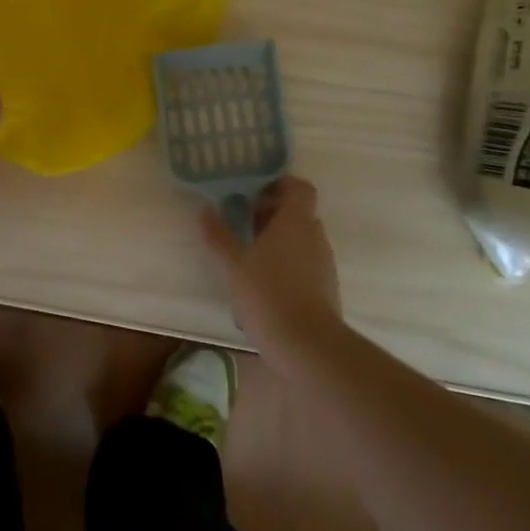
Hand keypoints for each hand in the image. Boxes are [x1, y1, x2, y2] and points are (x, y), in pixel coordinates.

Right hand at [202, 176, 342, 356]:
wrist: (307, 345)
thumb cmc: (268, 293)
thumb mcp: (234, 264)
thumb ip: (219, 235)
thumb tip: (204, 210)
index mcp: (296, 221)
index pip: (299, 188)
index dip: (280, 185)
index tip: (254, 192)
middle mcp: (315, 236)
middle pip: (298, 213)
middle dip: (271, 213)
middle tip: (242, 221)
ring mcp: (323, 263)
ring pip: (301, 239)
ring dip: (278, 239)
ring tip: (248, 253)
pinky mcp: (325, 287)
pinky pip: (305, 262)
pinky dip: (286, 262)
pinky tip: (262, 281)